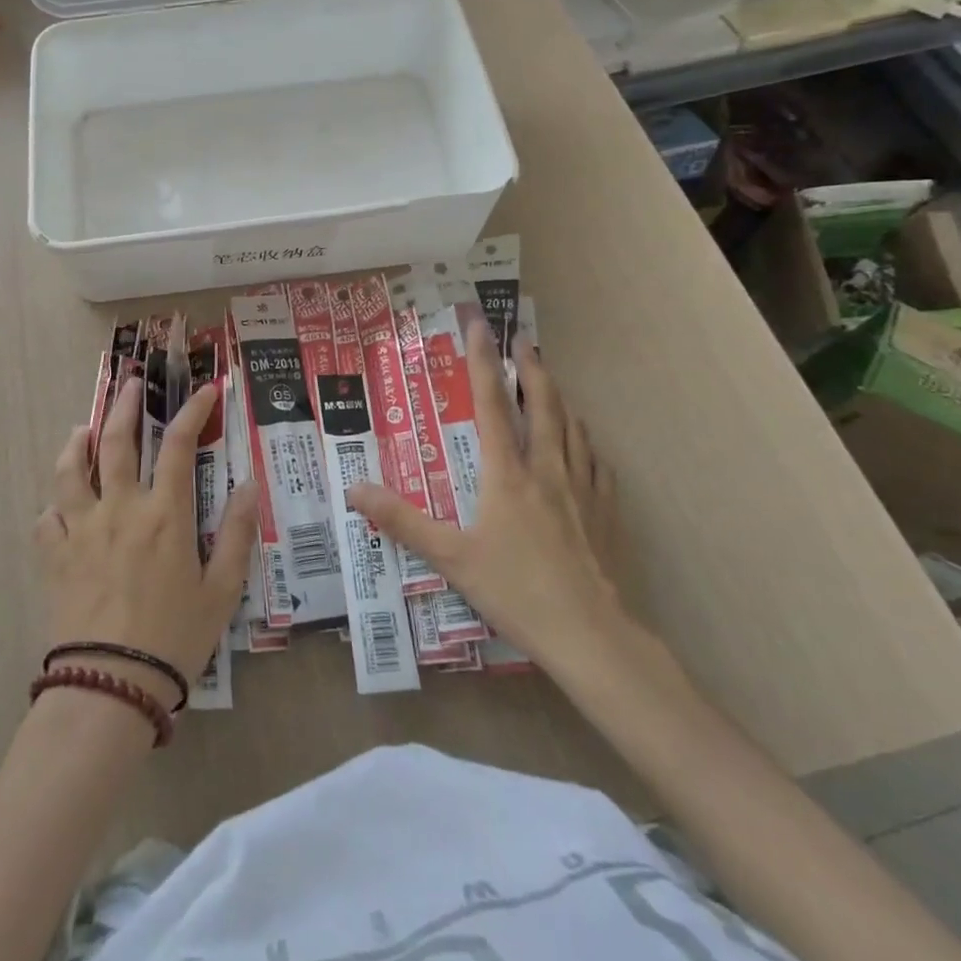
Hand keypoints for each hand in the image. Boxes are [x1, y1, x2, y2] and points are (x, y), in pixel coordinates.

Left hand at [35, 371, 258, 704]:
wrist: (111, 685)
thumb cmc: (175, 638)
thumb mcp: (222, 590)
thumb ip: (238, 534)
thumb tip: (249, 485)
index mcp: (165, 513)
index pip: (178, 444)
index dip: (193, 410)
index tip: (205, 390)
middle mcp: (120, 508)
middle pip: (116, 441)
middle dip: (124, 405)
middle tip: (129, 383)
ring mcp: (80, 529)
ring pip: (70, 469)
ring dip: (76, 442)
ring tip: (81, 428)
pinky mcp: (54, 555)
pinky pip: (46, 517)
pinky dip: (54, 503)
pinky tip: (59, 504)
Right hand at [346, 322, 629, 675]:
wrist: (592, 636)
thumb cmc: (516, 591)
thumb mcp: (449, 557)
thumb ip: (402, 521)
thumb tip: (354, 490)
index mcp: (507, 474)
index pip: (491, 403)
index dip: (483, 361)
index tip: (479, 325)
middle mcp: (547, 470)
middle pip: (543, 405)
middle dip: (532, 369)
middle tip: (525, 342)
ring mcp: (583, 490)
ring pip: (574, 428)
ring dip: (561, 399)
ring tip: (552, 383)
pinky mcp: (607, 513)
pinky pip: (597, 463)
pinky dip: (587, 442)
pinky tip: (586, 446)